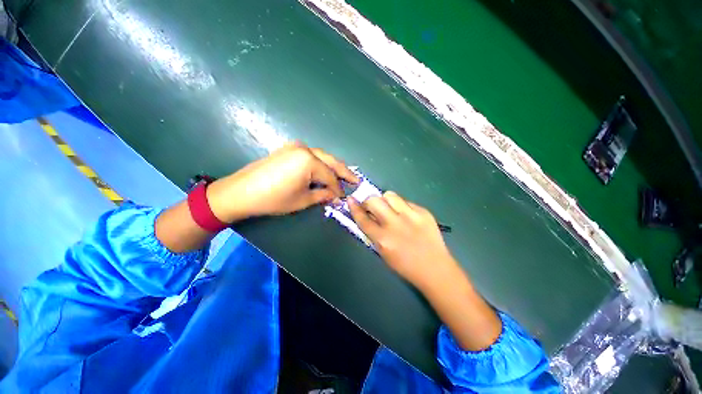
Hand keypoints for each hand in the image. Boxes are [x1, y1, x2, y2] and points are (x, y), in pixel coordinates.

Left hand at [206, 142, 357, 222]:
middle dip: (344, 172)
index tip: (344, 197)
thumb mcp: (302, 200)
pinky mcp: (288, 149)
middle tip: (355, 180)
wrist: (241, 192)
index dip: (338, 188)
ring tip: (343, 176)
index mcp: (309, 161)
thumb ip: (322, 195)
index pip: (331, 176)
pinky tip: (324, 170)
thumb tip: (335, 196)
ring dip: (332, 166)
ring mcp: (295, 147)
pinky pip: (311, 155)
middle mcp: (305, 149)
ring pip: (322, 156)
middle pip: (331, 161)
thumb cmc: (274, 198)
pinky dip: (320, 163)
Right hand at [348, 191, 457, 289]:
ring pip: (390, 195)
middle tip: (372, 207)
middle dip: (369, 201)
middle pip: (374, 201)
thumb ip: (373, 233)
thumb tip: (367, 216)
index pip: (363, 219)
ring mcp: (411, 216)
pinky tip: (405, 215)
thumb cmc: (405, 265)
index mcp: (383, 239)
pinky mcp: (423, 212)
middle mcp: (395, 224)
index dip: (354, 208)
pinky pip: (406, 201)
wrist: (435, 268)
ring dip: (385, 200)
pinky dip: (401, 206)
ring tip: (389, 208)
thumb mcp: (383, 253)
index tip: (351, 200)